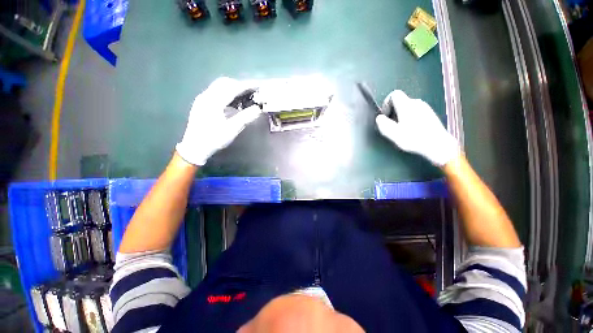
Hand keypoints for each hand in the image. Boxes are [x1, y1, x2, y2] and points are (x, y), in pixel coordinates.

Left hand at [176, 77, 260, 165]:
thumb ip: (245, 117)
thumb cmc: (214, 139)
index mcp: (213, 102)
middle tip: (252, 92)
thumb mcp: (232, 130)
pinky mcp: (201, 103)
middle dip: (240, 85)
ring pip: (219, 86)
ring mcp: (202, 99)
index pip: (233, 88)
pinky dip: (227, 93)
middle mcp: (206, 96)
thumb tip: (258, 109)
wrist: (194, 147)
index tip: (258, 86)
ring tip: (244, 97)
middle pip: (225, 83)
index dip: (247, 86)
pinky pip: (215, 92)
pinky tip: (233, 103)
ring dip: (233, 88)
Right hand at [375, 90, 458, 166]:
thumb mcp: (393, 133)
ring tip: (401, 130)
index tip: (385, 116)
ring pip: (407, 107)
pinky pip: (415, 112)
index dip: (386, 103)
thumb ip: (383, 124)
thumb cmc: (414, 139)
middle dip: (392, 112)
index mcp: (406, 105)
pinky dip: (409, 118)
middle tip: (392, 126)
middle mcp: (416, 103)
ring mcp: (425, 108)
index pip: (394, 94)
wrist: (438, 145)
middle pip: (400, 102)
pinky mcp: (430, 114)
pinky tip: (411, 130)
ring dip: (400, 116)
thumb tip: (379, 118)